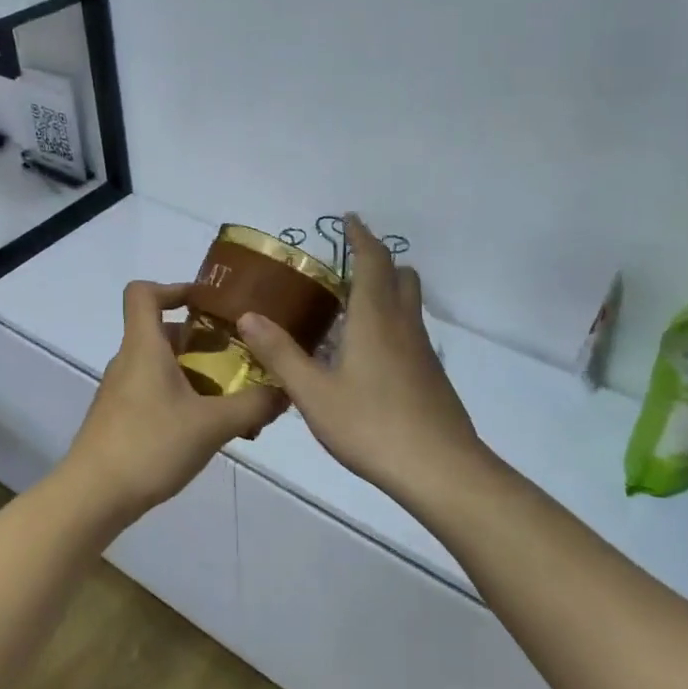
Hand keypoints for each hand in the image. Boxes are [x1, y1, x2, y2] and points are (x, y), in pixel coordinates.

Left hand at [63, 281, 285, 522]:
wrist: (92, 497)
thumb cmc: (150, 446)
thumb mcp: (212, 425)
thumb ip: (252, 405)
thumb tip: (284, 390)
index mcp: (144, 347)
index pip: (143, 293)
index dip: (174, 288)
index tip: (208, 304)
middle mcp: (129, 361)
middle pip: (163, 333)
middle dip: (203, 341)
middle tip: (239, 359)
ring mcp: (121, 392)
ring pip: (162, 367)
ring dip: (197, 374)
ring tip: (233, 401)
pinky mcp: (120, 419)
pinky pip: (156, 393)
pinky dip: (183, 399)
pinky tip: (208, 430)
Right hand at [239, 216, 492, 503]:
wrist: (439, 469)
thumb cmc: (371, 425)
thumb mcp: (313, 393)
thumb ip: (281, 354)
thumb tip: (248, 316)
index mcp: (374, 318)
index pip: (372, 261)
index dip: (361, 236)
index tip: (350, 219)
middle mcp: (403, 325)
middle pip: (401, 276)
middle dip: (378, 261)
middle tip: (346, 266)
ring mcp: (423, 351)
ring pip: (410, 305)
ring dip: (387, 292)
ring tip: (352, 309)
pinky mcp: (432, 375)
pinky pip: (411, 332)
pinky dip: (392, 324)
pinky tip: (369, 356)